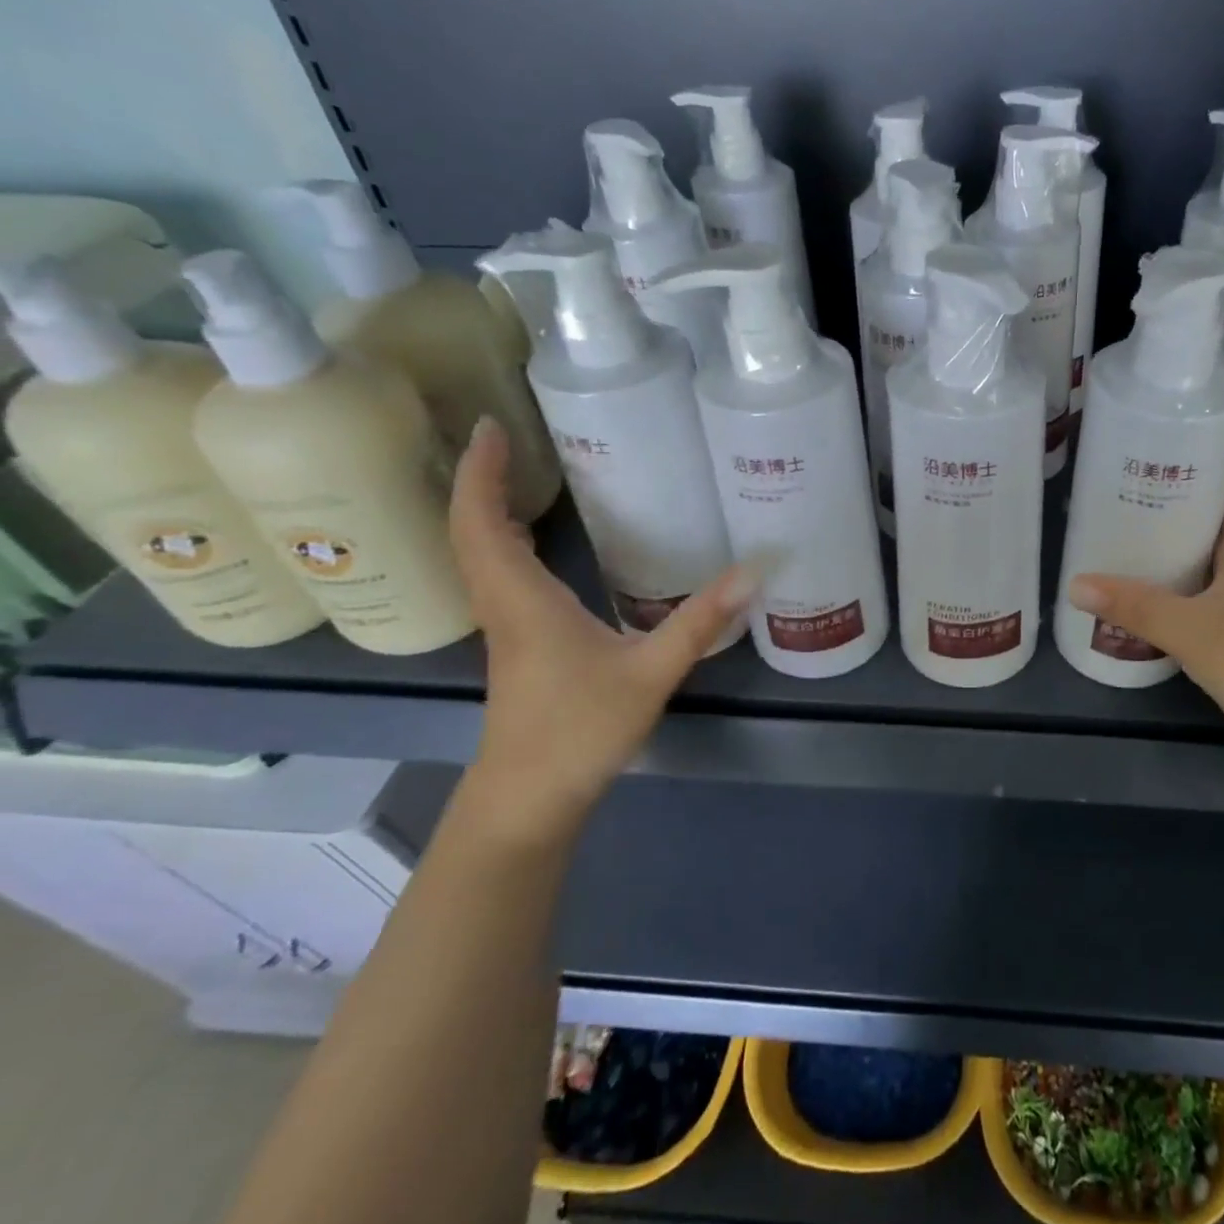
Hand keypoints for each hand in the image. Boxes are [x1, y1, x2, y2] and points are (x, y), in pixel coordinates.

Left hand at [448, 418, 754, 836]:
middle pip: (470, 531)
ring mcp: (506, 627)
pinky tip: (533, 542)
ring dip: (484, 509)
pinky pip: (496, 575)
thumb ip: (700, 620)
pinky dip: (501, 542)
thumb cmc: (580, 730)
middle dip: (479, 479)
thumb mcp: (651, 672)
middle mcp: (504, 605)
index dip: (481, 473)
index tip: (490, 426)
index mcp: (524, 600)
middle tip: (504, 437)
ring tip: (513, 474)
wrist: (530, 798)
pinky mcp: (517, 644)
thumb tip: (752, 570)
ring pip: (478, 554)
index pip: (482, 522)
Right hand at [1067, 461, 1223, 770]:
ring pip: (1209, 560)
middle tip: (1126, 487)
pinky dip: (1176, 588)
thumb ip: (1137, 607)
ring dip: (1174, 545)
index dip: (1213, 457)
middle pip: (1218, 519)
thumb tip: (1076, 583)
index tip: (1169, 439)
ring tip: (1125, 532)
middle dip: (1178, 499)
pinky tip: (1144, 594)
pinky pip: (1203, 597)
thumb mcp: (1194, 630)